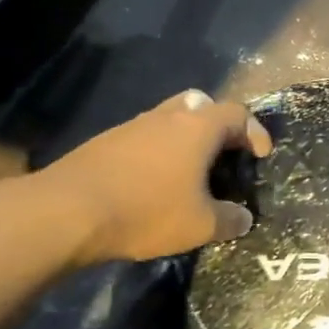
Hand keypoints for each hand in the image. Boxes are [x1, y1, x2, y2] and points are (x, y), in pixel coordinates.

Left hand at [31, 90, 272, 267]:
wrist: (67, 211)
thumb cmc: (147, 211)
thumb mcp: (200, 225)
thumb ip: (229, 220)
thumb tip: (244, 219)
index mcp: (197, 128)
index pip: (237, 114)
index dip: (255, 131)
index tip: (261, 156)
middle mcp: (167, 117)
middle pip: (201, 104)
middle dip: (217, 125)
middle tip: (223, 153)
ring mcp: (132, 126)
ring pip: (169, 118)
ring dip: (185, 138)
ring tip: (190, 173)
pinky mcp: (105, 142)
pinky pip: (144, 137)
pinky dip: (158, 151)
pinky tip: (154, 183)